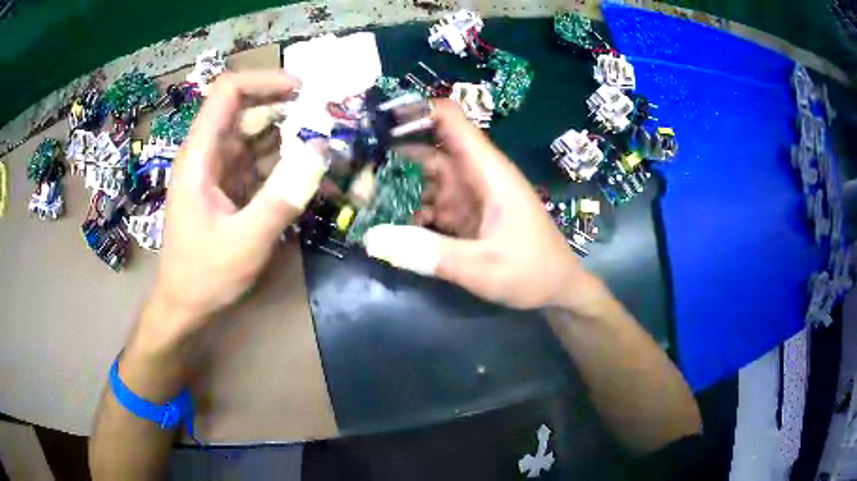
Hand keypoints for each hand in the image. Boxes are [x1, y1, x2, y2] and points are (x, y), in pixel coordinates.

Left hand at [145, 72, 325, 341]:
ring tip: (327, 144)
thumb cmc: (204, 275)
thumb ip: (282, 198)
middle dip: (287, 108)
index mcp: (200, 156)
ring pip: (256, 135)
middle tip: (327, 118)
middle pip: (246, 109)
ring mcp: (218, 170)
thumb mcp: (245, 243)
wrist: (185, 305)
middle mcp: (208, 154)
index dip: (264, 81)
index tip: (303, 90)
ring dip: (290, 135)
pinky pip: (259, 162)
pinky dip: (284, 163)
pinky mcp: (228, 187)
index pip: (228, 93)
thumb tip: (321, 152)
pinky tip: (309, 173)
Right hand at [363, 100, 598, 310]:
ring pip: (425, 178)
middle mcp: (475, 175)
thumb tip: (372, 239)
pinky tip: (388, 226)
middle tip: (352, 174)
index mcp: (488, 171)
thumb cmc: (532, 271)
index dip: (414, 113)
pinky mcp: (465, 215)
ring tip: (360, 201)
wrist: (558, 289)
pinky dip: (409, 211)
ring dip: (396, 187)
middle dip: (390, 157)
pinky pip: (431, 203)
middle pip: (428, 149)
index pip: (450, 120)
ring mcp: (469, 195)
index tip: (373, 125)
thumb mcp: (483, 268)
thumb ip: (431, 254)